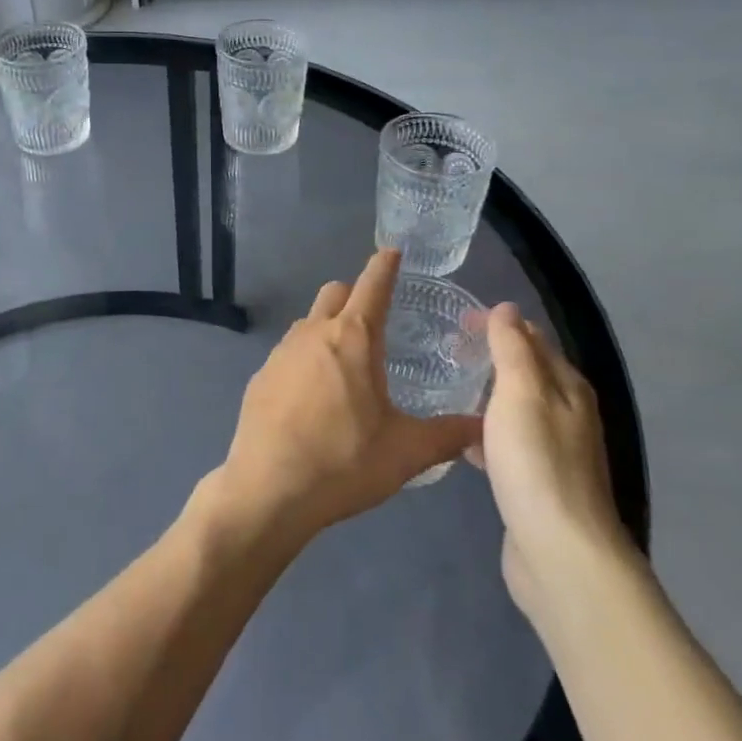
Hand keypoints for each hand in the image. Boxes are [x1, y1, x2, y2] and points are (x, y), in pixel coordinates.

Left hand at [214, 250, 481, 539]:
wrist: (268, 489)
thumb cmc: (343, 461)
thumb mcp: (406, 452)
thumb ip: (448, 435)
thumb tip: (482, 426)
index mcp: (352, 338)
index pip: (372, 285)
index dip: (384, 266)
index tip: (392, 251)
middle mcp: (313, 333)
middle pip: (334, 293)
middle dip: (354, 294)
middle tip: (375, 319)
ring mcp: (280, 353)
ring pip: (308, 322)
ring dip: (328, 328)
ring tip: (347, 363)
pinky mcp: (259, 377)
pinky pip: (288, 353)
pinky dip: (305, 359)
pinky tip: (313, 397)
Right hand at [474, 305, 634, 622]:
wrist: (560, 554)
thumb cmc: (537, 463)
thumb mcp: (520, 393)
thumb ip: (512, 348)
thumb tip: (507, 308)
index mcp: (567, 387)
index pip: (532, 338)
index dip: (498, 324)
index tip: (455, 322)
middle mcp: (567, 414)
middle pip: (526, 372)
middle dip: (490, 357)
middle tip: (445, 352)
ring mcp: (554, 452)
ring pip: (515, 409)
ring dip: (485, 396)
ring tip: (446, 389)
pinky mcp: (536, 483)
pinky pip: (507, 444)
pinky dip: (485, 434)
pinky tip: (460, 442)